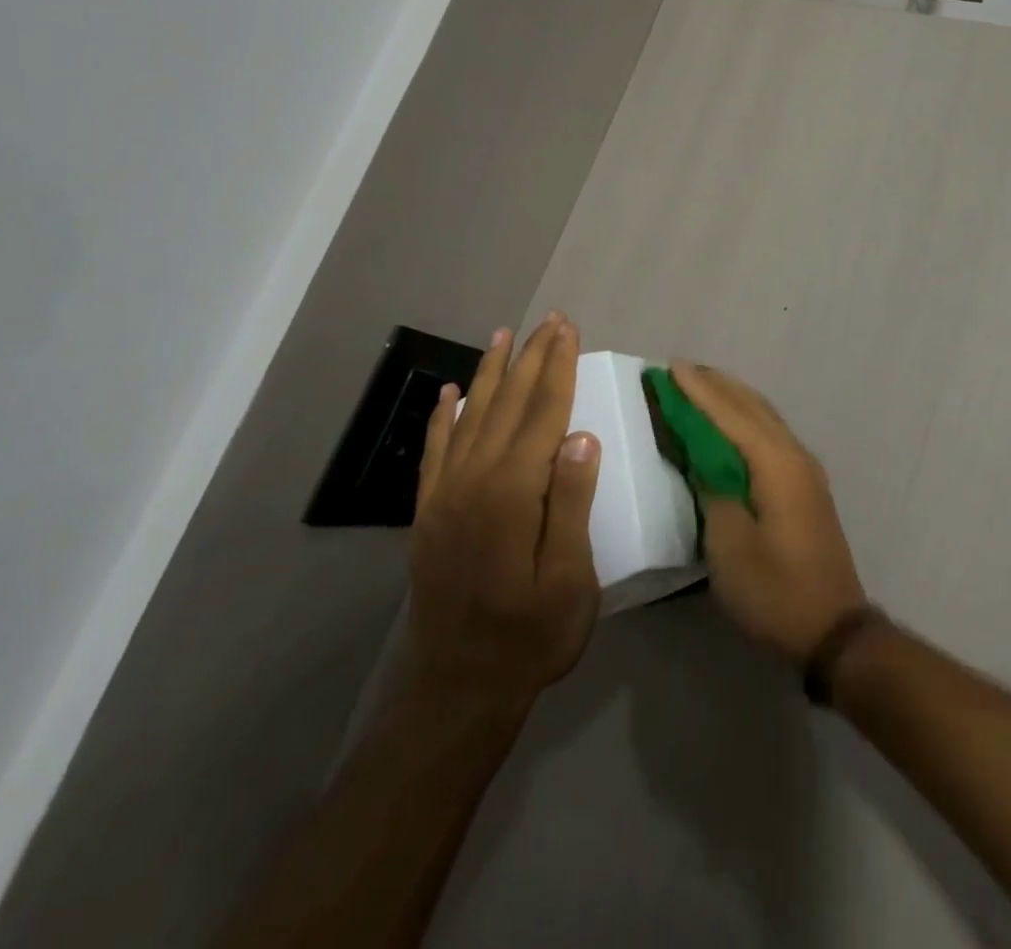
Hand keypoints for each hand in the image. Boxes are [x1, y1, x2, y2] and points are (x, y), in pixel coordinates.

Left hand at [408, 314, 601, 712]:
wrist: (458, 691)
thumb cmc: (530, 637)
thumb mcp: (569, 579)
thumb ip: (571, 504)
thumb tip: (582, 436)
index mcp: (513, 494)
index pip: (542, 414)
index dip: (558, 368)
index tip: (568, 329)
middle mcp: (474, 482)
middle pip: (508, 405)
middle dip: (532, 358)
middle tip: (549, 319)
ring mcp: (445, 497)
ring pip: (471, 417)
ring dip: (491, 373)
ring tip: (505, 335)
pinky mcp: (429, 514)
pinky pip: (437, 451)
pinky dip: (445, 416)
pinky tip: (453, 392)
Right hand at [671, 362, 866, 664]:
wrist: (833, 628)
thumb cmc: (775, 590)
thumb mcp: (730, 546)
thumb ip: (713, 491)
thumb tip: (702, 458)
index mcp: (777, 464)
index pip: (731, 414)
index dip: (698, 391)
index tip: (670, 367)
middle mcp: (794, 455)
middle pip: (752, 407)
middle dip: (716, 385)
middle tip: (680, 370)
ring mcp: (805, 470)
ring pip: (764, 418)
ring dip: (732, 399)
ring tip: (702, 385)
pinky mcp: (805, 486)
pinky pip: (770, 435)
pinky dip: (745, 420)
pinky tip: (731, 425)